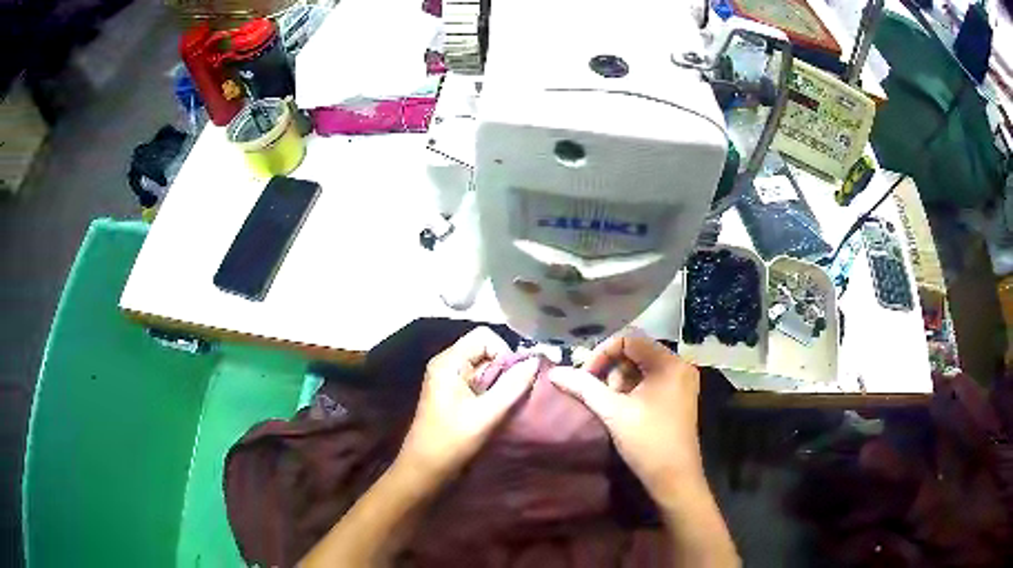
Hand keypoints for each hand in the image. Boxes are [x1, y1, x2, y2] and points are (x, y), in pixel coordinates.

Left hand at [397, 326, 538, 485]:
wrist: (425, 469)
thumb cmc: (452, 441)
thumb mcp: (487, 414)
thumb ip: (513, 386)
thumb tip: (535, 361)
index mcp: (449, 362)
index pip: (485, 336)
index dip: (505, 352)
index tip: (514, 379)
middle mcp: (447, 364)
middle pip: (485, 349)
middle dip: (504, 369)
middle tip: (512, 395)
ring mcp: (448, 379)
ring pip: (484, 367)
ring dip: (499, 382)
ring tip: (503, 405)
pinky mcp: (452, 393)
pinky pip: (478, 381)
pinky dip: (491, 391)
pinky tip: (494, 410)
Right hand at [550, 329, 702, 500]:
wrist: (674, 478)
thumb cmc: (647, 442)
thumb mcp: (613, 412)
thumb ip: (583, 387)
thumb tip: (554, 372)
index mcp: (669, 363)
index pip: (629, 339)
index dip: (602, 354)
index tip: (585, 377)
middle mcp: (679, 365)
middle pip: (636, 351)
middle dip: (611, 370)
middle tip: (599, 394)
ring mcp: (681, 381)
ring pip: (642, 367)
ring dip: (620, 381)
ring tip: (611, 405)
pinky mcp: (679, 396)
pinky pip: (651, 380)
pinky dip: (633, 389)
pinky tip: (624, 409)